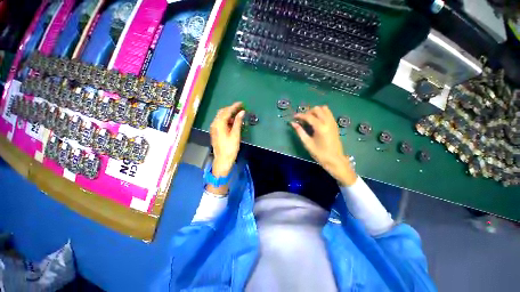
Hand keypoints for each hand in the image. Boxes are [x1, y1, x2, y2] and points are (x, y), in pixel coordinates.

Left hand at [210, 102, 244, 176]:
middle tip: (239, 108)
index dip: (234, 106)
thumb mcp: (235, 134)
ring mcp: (213, 128)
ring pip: (220, 117)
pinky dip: (226, 120)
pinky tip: (232, 123)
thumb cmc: (230, 148)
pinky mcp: (215, 132)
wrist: (222, 160)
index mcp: (219, 124)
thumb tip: (242, 112)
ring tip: (237, 115)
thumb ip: (238, 122)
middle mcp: (214, 124)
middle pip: (222, 112)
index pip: (227, 111)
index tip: (241, 103)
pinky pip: (220, 122)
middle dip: (230, 109)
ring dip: (228, 114)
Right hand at [292, 105, 356, 185]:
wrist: (334, 160)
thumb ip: (300, 131)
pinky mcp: (335, 124)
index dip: (300, 115)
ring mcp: (333, 122)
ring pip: (324, 109)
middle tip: (302, 120)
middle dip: (308, 112)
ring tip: (310, 119)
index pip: (308, 116)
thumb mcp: (307, 143)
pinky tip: (317, 121)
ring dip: (316, 111)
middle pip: (317, 109)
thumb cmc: (319, 153)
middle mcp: (328, 122)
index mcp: (320, 127)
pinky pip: (328, 113)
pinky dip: (322, 113)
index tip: (294, 117)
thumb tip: (292, 123)